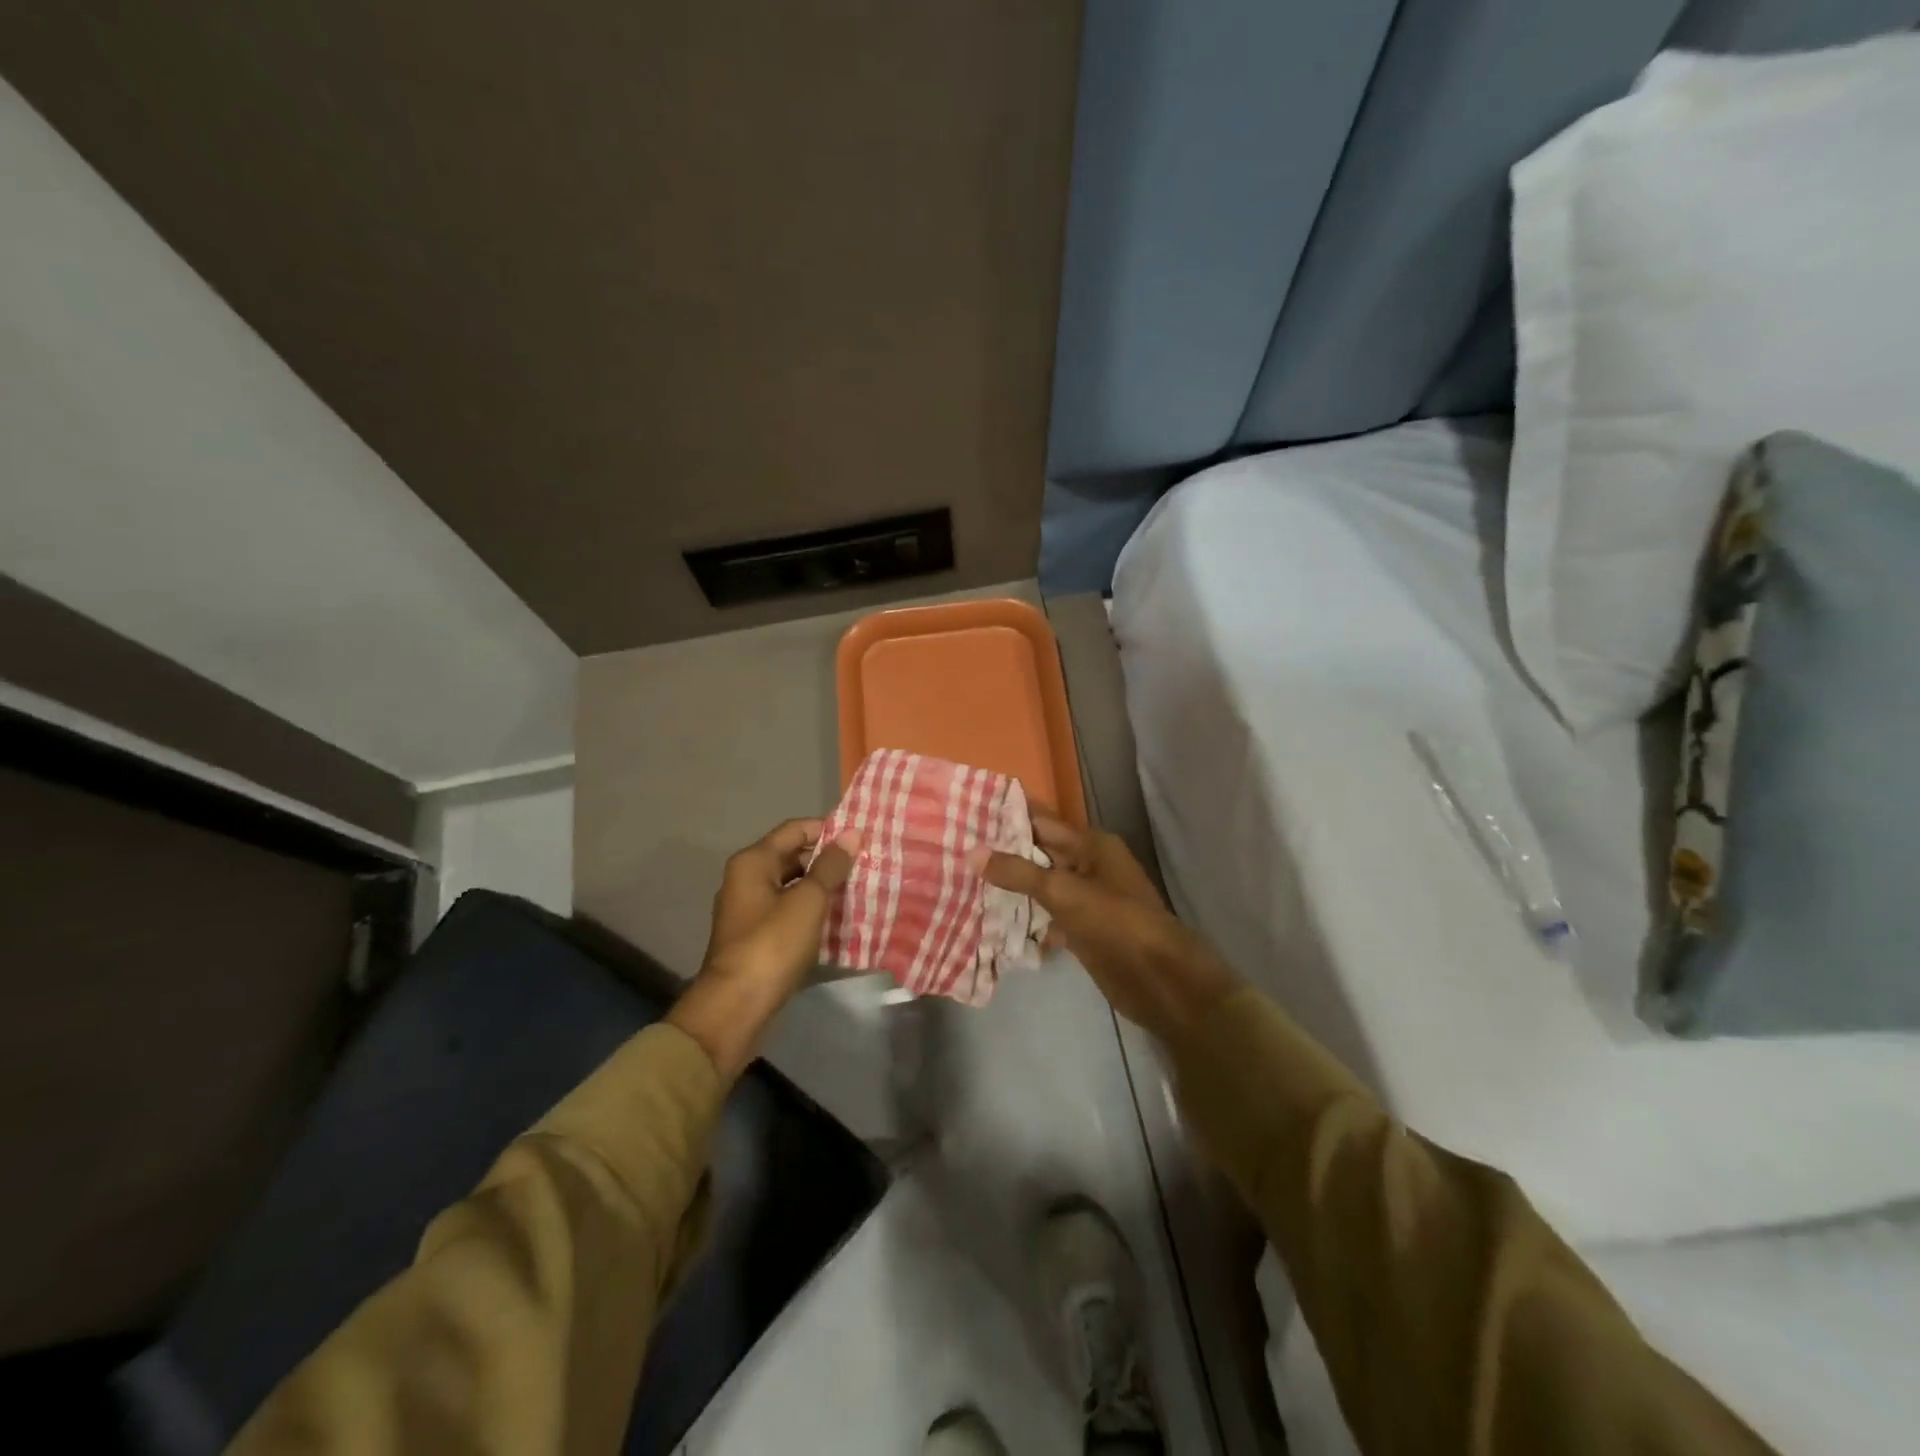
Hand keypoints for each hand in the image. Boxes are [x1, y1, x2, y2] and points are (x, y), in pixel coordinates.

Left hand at [668, 819, 861, 1077]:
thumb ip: (831, 866)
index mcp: (753, 862)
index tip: (861, 837)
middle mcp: (747, 879)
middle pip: (793, 856)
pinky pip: (790, 912)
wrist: (736, 1007)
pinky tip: (841, 919)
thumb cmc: (772, 945)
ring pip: (793, 886)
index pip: (795, 829)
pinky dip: (813, 911)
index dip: (828, 829)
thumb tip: (852, 833)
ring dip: (823, 887)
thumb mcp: (808, 901)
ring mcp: (750, 910)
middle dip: (828, 860)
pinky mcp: (758, 937)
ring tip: (861, 889)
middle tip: (866, 864)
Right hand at [972, 815, 1239, 1042]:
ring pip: (1041, 886)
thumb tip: (972, 852)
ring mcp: (1086, 900)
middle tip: (956, 848)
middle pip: (1040, 853)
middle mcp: (1089, 866)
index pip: (1041, 822)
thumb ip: (1018, 872)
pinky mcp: (1083, 930)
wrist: (1160, 980)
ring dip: (1012, 887)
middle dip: (1003, 853)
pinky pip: (1047, 916)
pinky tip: (993, 923)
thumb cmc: (1117, 923)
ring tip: (964, 882)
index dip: (1008, 817)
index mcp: (1092, 845)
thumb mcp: (1064, 893)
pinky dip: (1026, 919)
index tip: (968, 812)